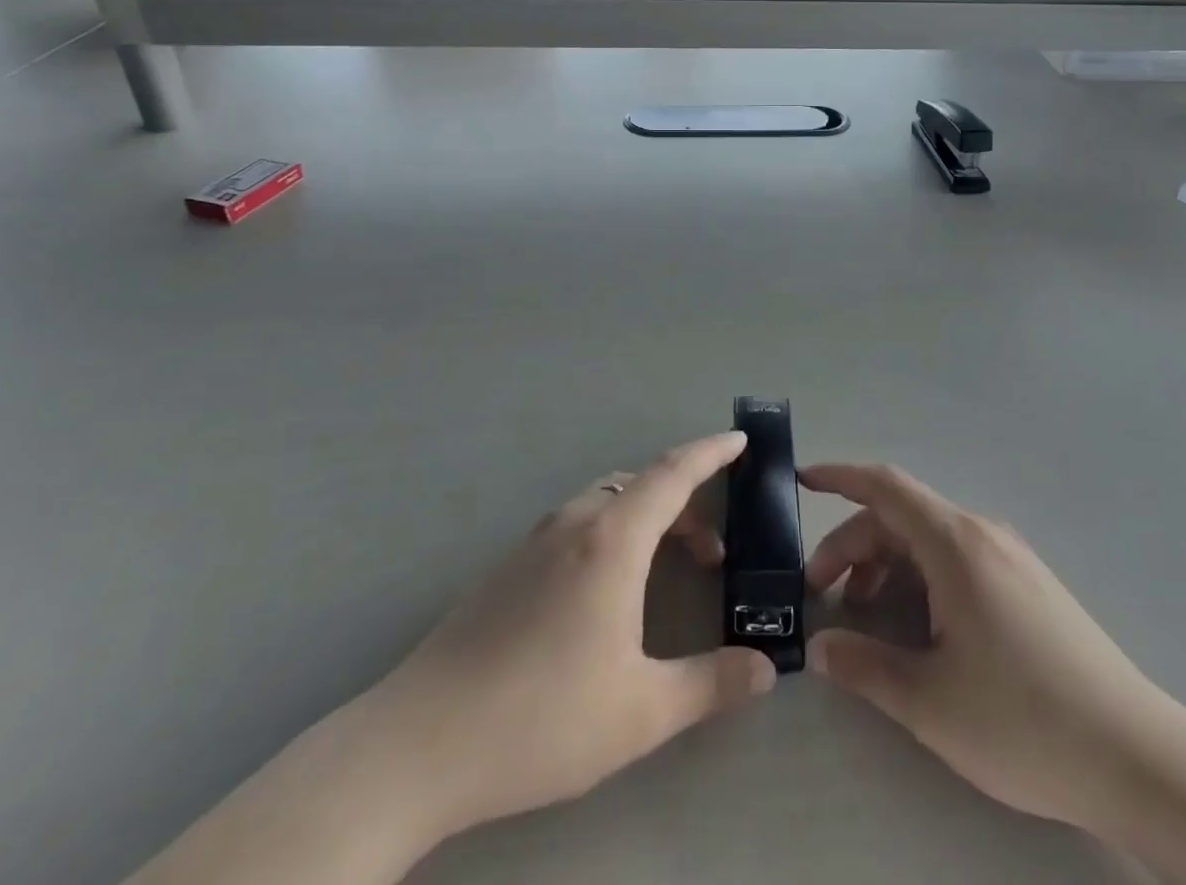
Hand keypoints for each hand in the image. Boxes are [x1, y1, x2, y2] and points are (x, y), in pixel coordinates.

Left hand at [381, 430, 775, 834]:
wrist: (419, 744)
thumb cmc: (542, 718)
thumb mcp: (641, 712)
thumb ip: (710, 685)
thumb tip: (765, 669)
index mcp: (611, 541)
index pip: (673, 474)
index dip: (711, 452)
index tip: (740, 440)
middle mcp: (574, 524)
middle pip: (641, 486)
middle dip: (685, 504)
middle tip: (711, 554)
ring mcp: (534, 542)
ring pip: (604, 502)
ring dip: (645, 518)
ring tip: (663, 569)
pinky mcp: (507, 567)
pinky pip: (576, 524)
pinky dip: (610, 532)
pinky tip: (604, 593)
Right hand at [803, 463, 1177, 833]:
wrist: (1137, 757)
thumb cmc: (1023, 720)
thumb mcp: (931, 701)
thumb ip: (866, 666)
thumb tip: (821, 647)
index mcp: (956, 544)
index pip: (886, 486)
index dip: (839, 477)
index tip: (801, 481)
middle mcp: (982, 534)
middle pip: (901, 516)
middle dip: (853, 544)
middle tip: (822, 593)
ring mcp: (1010, 557)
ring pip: (929, 539)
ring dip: (886, 563)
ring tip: (865, 613)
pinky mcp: (1028, 583)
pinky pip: (956, 558)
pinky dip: (920, 575)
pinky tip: (917, 624)